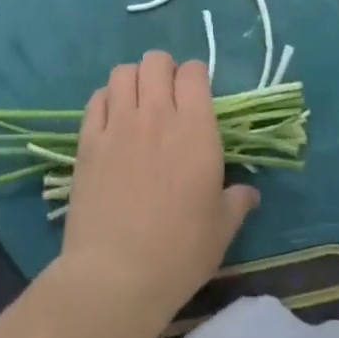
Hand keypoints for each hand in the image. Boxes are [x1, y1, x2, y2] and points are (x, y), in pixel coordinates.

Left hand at [56, 51, 256, 329]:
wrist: (115, 276)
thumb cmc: (179, 252)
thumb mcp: (221, 229)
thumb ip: (237, 202)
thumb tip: (250, 193)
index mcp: (195, 128)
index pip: (194, 72)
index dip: (195, 76)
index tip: (196, 95)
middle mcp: (157, 114)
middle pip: (156, 61)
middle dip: (163, 70)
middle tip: (166, 96)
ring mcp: (118, 125)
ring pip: (123, 72)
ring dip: (133, 80)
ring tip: (137, 104)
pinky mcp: (88, 142)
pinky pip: (96, 99)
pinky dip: (105, 100)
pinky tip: (111, 121)